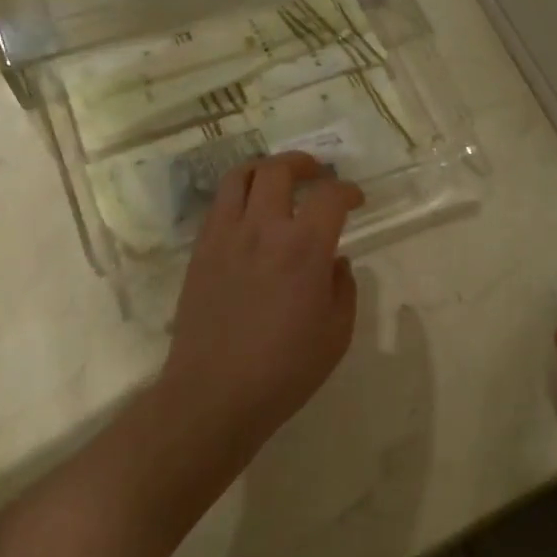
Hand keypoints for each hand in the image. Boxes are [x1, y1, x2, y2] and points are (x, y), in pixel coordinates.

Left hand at [160, 152, 363, 459]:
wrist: (214, 393)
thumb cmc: (285, 370)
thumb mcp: (336, 334)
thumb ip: (343, 289)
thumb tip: (336, 262)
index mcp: (304, 248)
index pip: (330, 196)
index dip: (348, 190)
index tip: (356, 199)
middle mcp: (263, 229)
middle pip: (279, 170)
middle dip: (304, 163)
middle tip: (317, 173)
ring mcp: (225, 236)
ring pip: (240, 177)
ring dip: (265, 169)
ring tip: (278, 180)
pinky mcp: (200, 251)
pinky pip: (219, 205)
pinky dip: (239, 196)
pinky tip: (250, 214)